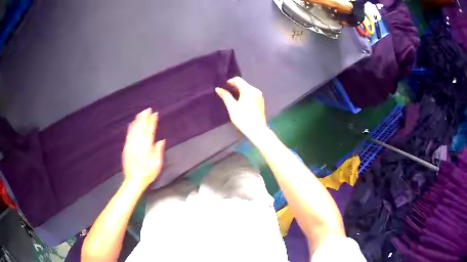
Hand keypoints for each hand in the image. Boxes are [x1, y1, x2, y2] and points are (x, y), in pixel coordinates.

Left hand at [122, 108, 165, 188]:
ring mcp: (131, 144)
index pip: (150, 130)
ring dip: (138, 120)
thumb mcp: (157, 163)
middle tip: (147, 109)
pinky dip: (131, 127)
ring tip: (140, 113)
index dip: (152, 121)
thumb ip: (158, 150)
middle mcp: (138, 142)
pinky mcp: (126, 147)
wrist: (134, 179)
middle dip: (144, 117)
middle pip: (141, 126)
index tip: (155, 113)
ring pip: (134, 128)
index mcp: (147, 145)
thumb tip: (161, 140)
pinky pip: (128, 134)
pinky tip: (132, 123)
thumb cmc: (148, 173)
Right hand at [215, 77, 267, 139]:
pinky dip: (244, 95)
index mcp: (248, 90)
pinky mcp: (260, 101)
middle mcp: (255, 90)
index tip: (222, 87)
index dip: (229, 82)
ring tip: (231, 98)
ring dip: (239, 91)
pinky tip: (240, 102)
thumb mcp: (232, 107)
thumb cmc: (243, 118)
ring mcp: (259, 95)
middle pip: (243, 84)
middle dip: (233, 87)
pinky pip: (251, 94)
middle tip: (225, 93)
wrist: (257, 130)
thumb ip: (225, 96)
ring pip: (247, 89)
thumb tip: (218, 88)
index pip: (237, 79)